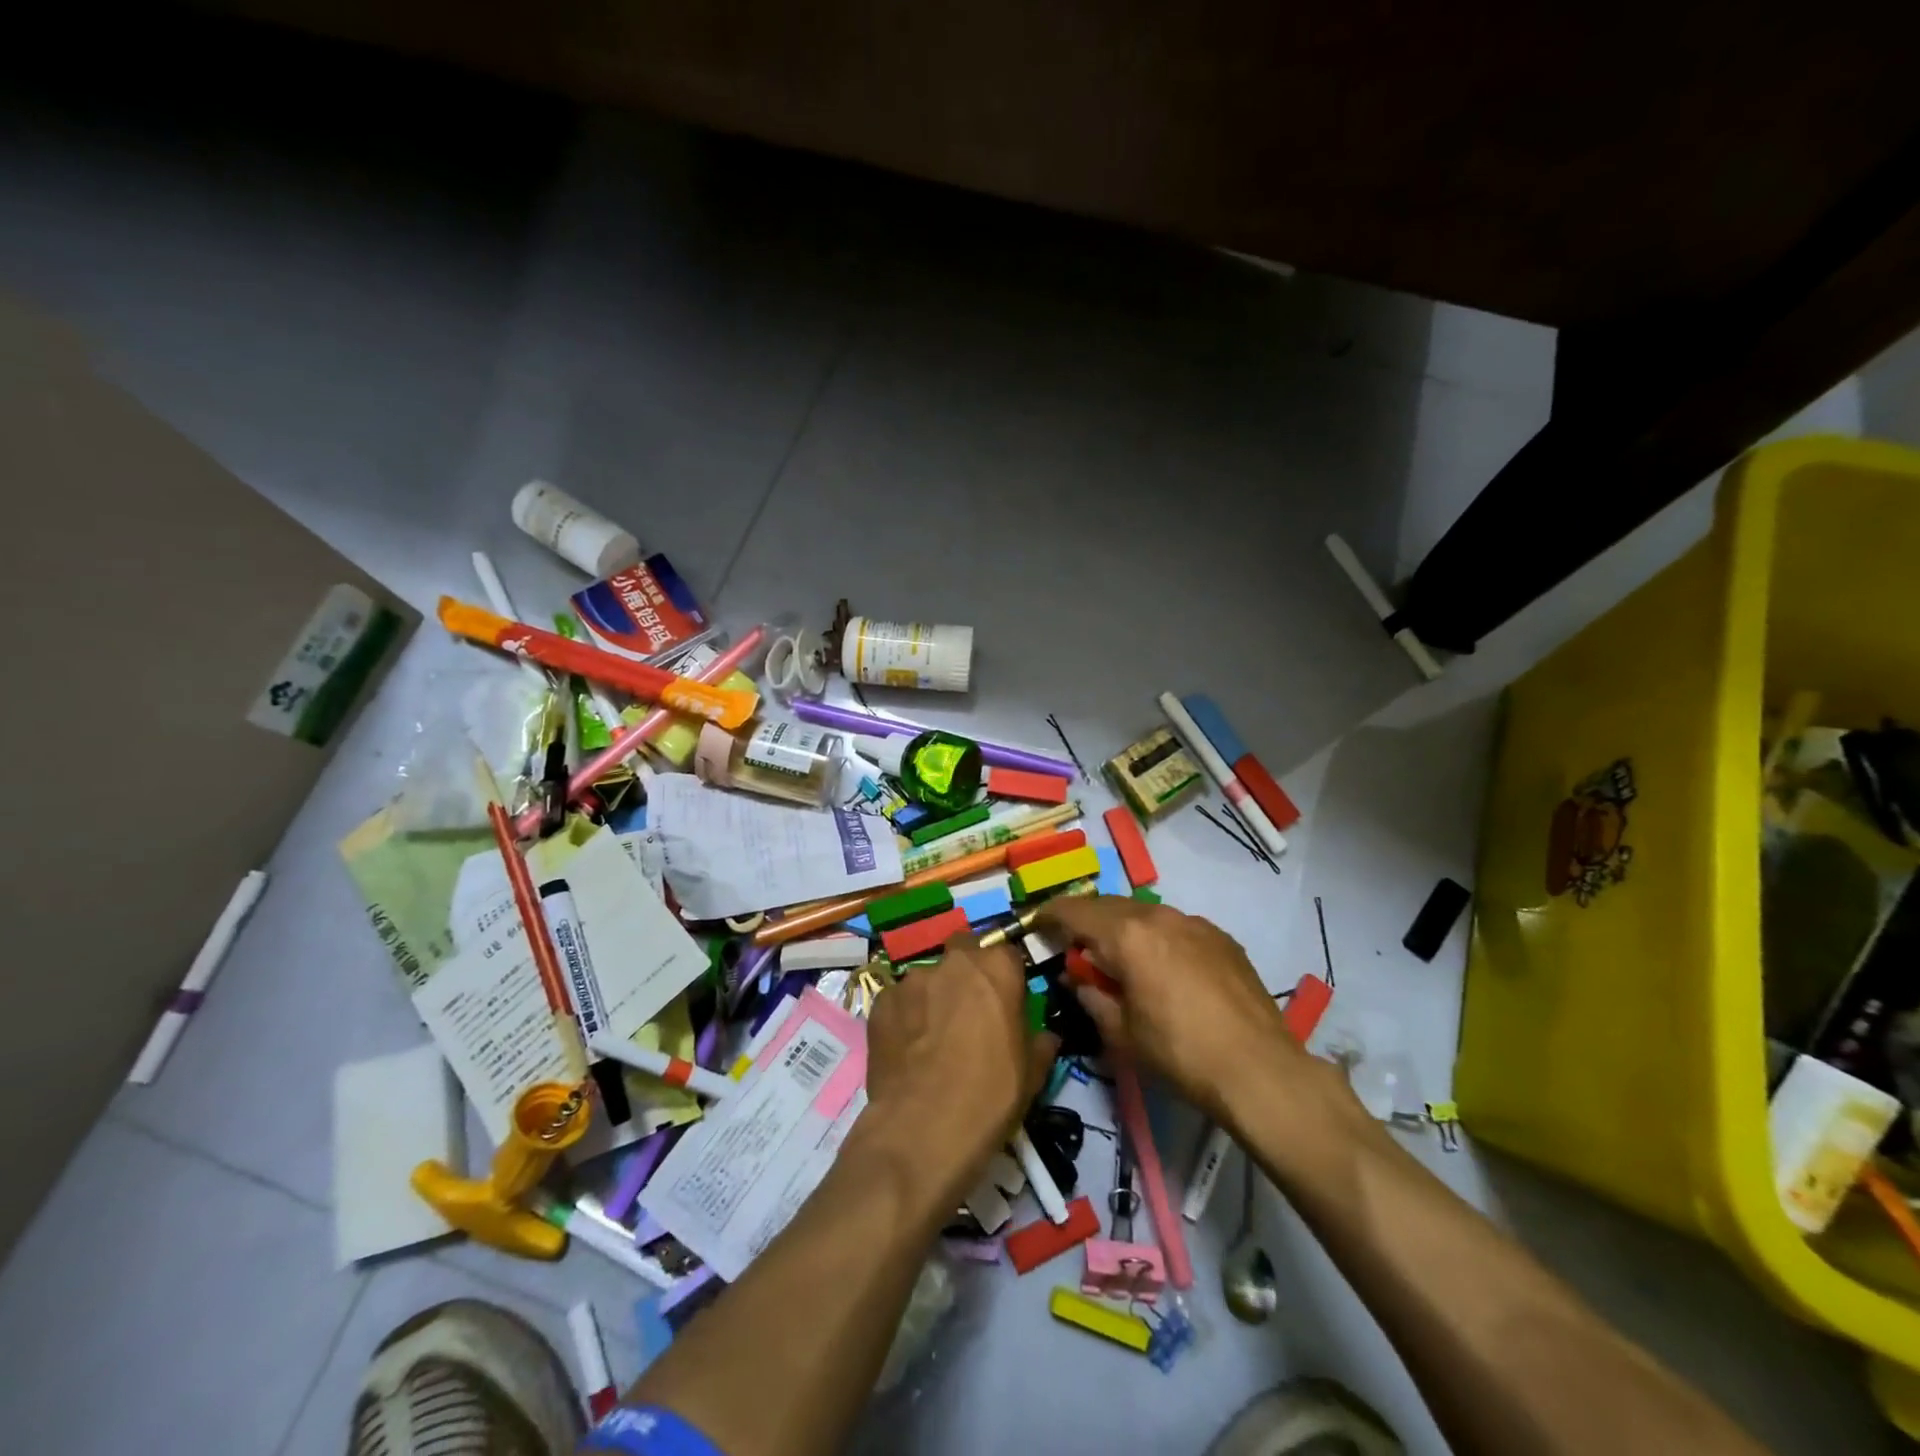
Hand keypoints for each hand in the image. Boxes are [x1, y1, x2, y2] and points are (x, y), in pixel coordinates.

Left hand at [862, 933, 1057, 1209]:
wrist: (922, 1131)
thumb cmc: (989, 1098)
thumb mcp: (1031, 1075)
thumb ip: (1039, 1044)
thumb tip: (1045, 1036)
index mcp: (996, 969)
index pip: (1006, 954)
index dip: (1007, 976)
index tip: (1006, 1000)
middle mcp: (953, 963)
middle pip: (963, 951)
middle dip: (967, 972)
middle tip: (968, 1009)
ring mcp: (911, 980)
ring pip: (928, 977)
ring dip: (933, 996)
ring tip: (931, 1036)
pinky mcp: (880, 1002)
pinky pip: (899, 1001)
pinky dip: (905, 1016)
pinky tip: (907, 1049)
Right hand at [1037, 895, 1308, 1123]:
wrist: (1260, 1069)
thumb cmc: (1180, 1054)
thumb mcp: (1121, 1033)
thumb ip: (1091, 995)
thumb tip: (1078, 978)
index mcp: (1127, 935)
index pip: (1075, 911)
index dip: (1050, 915)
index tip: (1037, 924)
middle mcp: (1159, 915)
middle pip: (1110, 906)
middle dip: (1087, 921)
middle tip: (1076, 947)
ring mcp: (1195, 923)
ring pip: (1145, 913)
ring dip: (1124, 928)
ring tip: (1121, 958)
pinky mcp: (1221, 938)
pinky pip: (1176, 927)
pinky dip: (1158, 938)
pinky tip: (1165, 969)